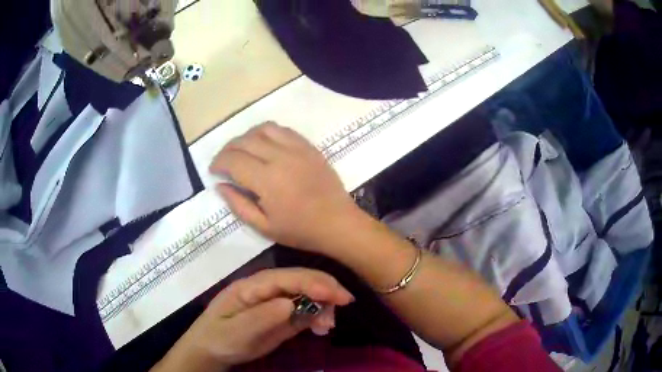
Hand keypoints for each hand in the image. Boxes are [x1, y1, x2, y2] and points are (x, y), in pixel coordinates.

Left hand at [152, 268, 353, 371]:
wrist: (212, 351)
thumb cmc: (219, 338)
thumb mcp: (235, 331)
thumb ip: (261, 317)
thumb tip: (290, 304)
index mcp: (251, 286)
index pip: (285, 278)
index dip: (311, 282)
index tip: (335, 294)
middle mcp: (266, 290)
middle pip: (299, 281)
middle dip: (324, 288)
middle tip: (345, 303)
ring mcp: (275, 303)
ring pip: (306, 295)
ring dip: (323, 304)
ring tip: (328, 325)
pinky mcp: (281, 317)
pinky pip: (304, 312)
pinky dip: (318, 316)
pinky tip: (323, 328)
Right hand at [209, 122, 359, 250]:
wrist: (338, 223)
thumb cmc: (301, 231)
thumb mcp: (264, 227)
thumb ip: (238, 205)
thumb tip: (219, 186)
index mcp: (267, 180)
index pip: (233, 160)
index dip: (218, 163)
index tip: (213, 170)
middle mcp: (279, 157)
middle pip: (244, 141)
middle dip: (227, 148)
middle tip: (223, 161)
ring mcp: (296, 148)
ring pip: (263, 129)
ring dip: (246, 136)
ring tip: (241, 149)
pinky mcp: (309, 146)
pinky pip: (283, 130)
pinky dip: (267, 132)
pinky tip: (264, 143)